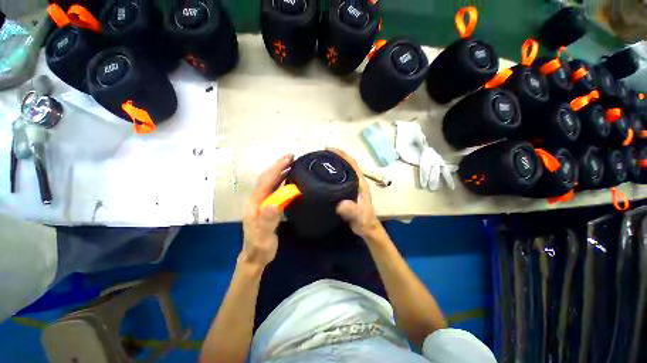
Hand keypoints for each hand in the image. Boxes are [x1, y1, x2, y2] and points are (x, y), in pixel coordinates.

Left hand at [240, 154, 293, 269]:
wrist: (254, 257)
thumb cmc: (259, 249)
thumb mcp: (263, 238)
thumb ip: (267, 222)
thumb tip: (273, 203)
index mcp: (254, 204)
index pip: (265, 182)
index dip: (276, 168)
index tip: (288, 159)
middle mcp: (256, 200)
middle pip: (266, 178)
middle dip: (278, 166)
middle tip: (292, 157)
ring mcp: (260, 202)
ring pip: (270, 182)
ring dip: (279, 171)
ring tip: (292, 164)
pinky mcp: (266, 206)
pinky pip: (273, 189)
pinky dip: (281, 181)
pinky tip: (288, 179)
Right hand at [326, 147, 383, 239]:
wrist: (366, 228)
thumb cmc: (363, 220)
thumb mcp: (357, 216)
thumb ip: (351, 210)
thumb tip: (340, 204)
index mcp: (360, 182)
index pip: (352, 163)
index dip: (341, 154)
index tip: (329, 149)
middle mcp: (357, 181)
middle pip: (347, 163)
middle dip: (336, 156)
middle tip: (322, 154)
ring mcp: (353, 186)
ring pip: (344, 170)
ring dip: (335, 163)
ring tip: (321, 161)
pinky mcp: (348, 191)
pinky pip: (340, 177)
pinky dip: (333, 173)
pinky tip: (325, 176)